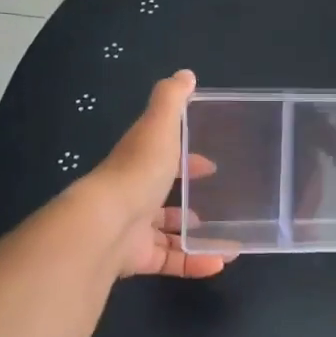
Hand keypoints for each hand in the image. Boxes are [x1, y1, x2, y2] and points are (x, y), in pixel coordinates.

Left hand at [87, 69, 231, 279]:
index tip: (211, 167)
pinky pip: (171, 260)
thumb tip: (186, 74)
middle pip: (163, 197)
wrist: (106, 224)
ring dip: (196, 235)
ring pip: (168, 233)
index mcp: (139, 162)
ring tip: (229, 239)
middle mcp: (134, 194)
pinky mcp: (138, 258)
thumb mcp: (159, 126)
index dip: (187, 161)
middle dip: (189, 202)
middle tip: (222, 205)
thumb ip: (172, 100)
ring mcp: (134, 228)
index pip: (164, 159)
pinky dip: (195, 262)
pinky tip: (220, 262)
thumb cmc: (138, 171)